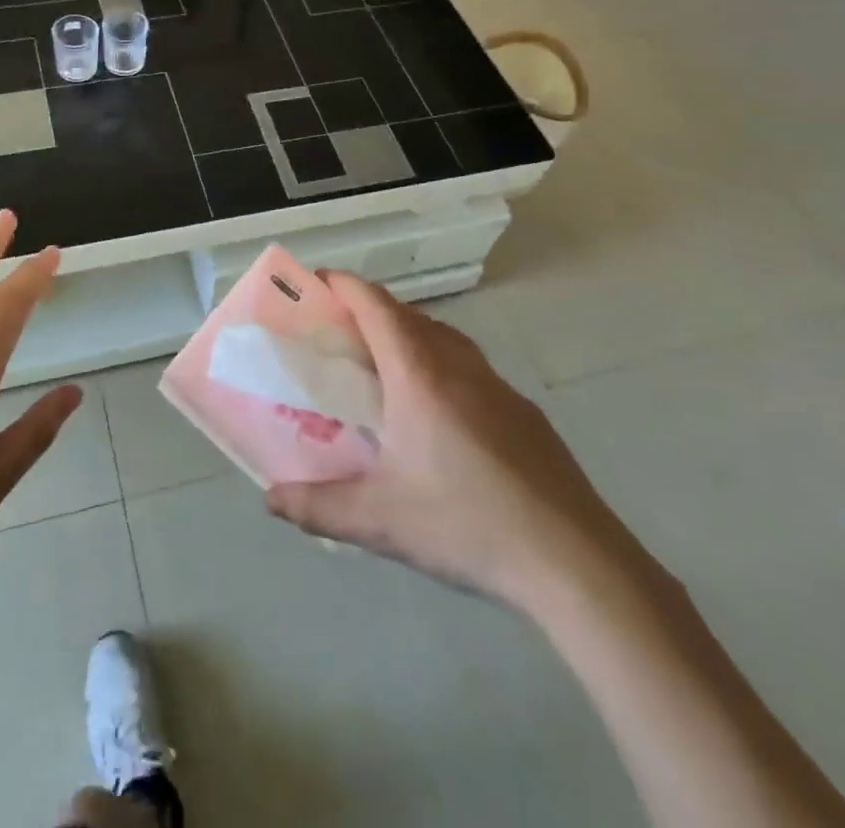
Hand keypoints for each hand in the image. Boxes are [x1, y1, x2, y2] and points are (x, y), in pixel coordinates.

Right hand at [265, 272, 639, 616]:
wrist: (574, 561)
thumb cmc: (466, 524)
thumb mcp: (379, 519)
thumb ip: (317, 506)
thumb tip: (271, 500)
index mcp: (418, 374)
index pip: (376, 305)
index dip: (344, 285)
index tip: (316, 283)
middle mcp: (458, 365)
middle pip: (408, 314)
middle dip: (369, 310)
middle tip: (338, 333)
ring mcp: (497, 385)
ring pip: (443, 337)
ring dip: (408, 334)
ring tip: (382, 368)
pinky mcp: (522, 411)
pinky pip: (469, 366)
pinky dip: (439, 364)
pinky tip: (437, 415)